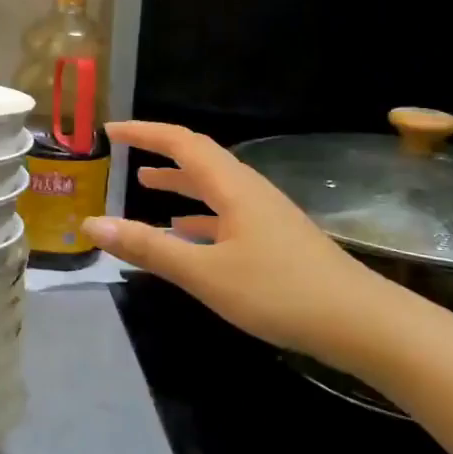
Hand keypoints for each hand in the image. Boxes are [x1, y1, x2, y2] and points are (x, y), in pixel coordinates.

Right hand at [81, 121, 405, 360]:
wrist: (360, 322)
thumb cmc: (279, 291)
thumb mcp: (205, 273)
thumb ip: (149, 248)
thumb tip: (92, 223)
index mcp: (232, 187)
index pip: (181, 143)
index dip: (144, 132)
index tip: (110, 131)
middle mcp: (249, 191)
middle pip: (199, 158)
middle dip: (160, 151)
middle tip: (124, 152)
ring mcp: (265, 215)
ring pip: (213, 187)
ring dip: (179, 181)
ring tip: (146, 184)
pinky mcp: (274, 239)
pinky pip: (226, 213)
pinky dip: (199, 214)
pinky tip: (186, 231)